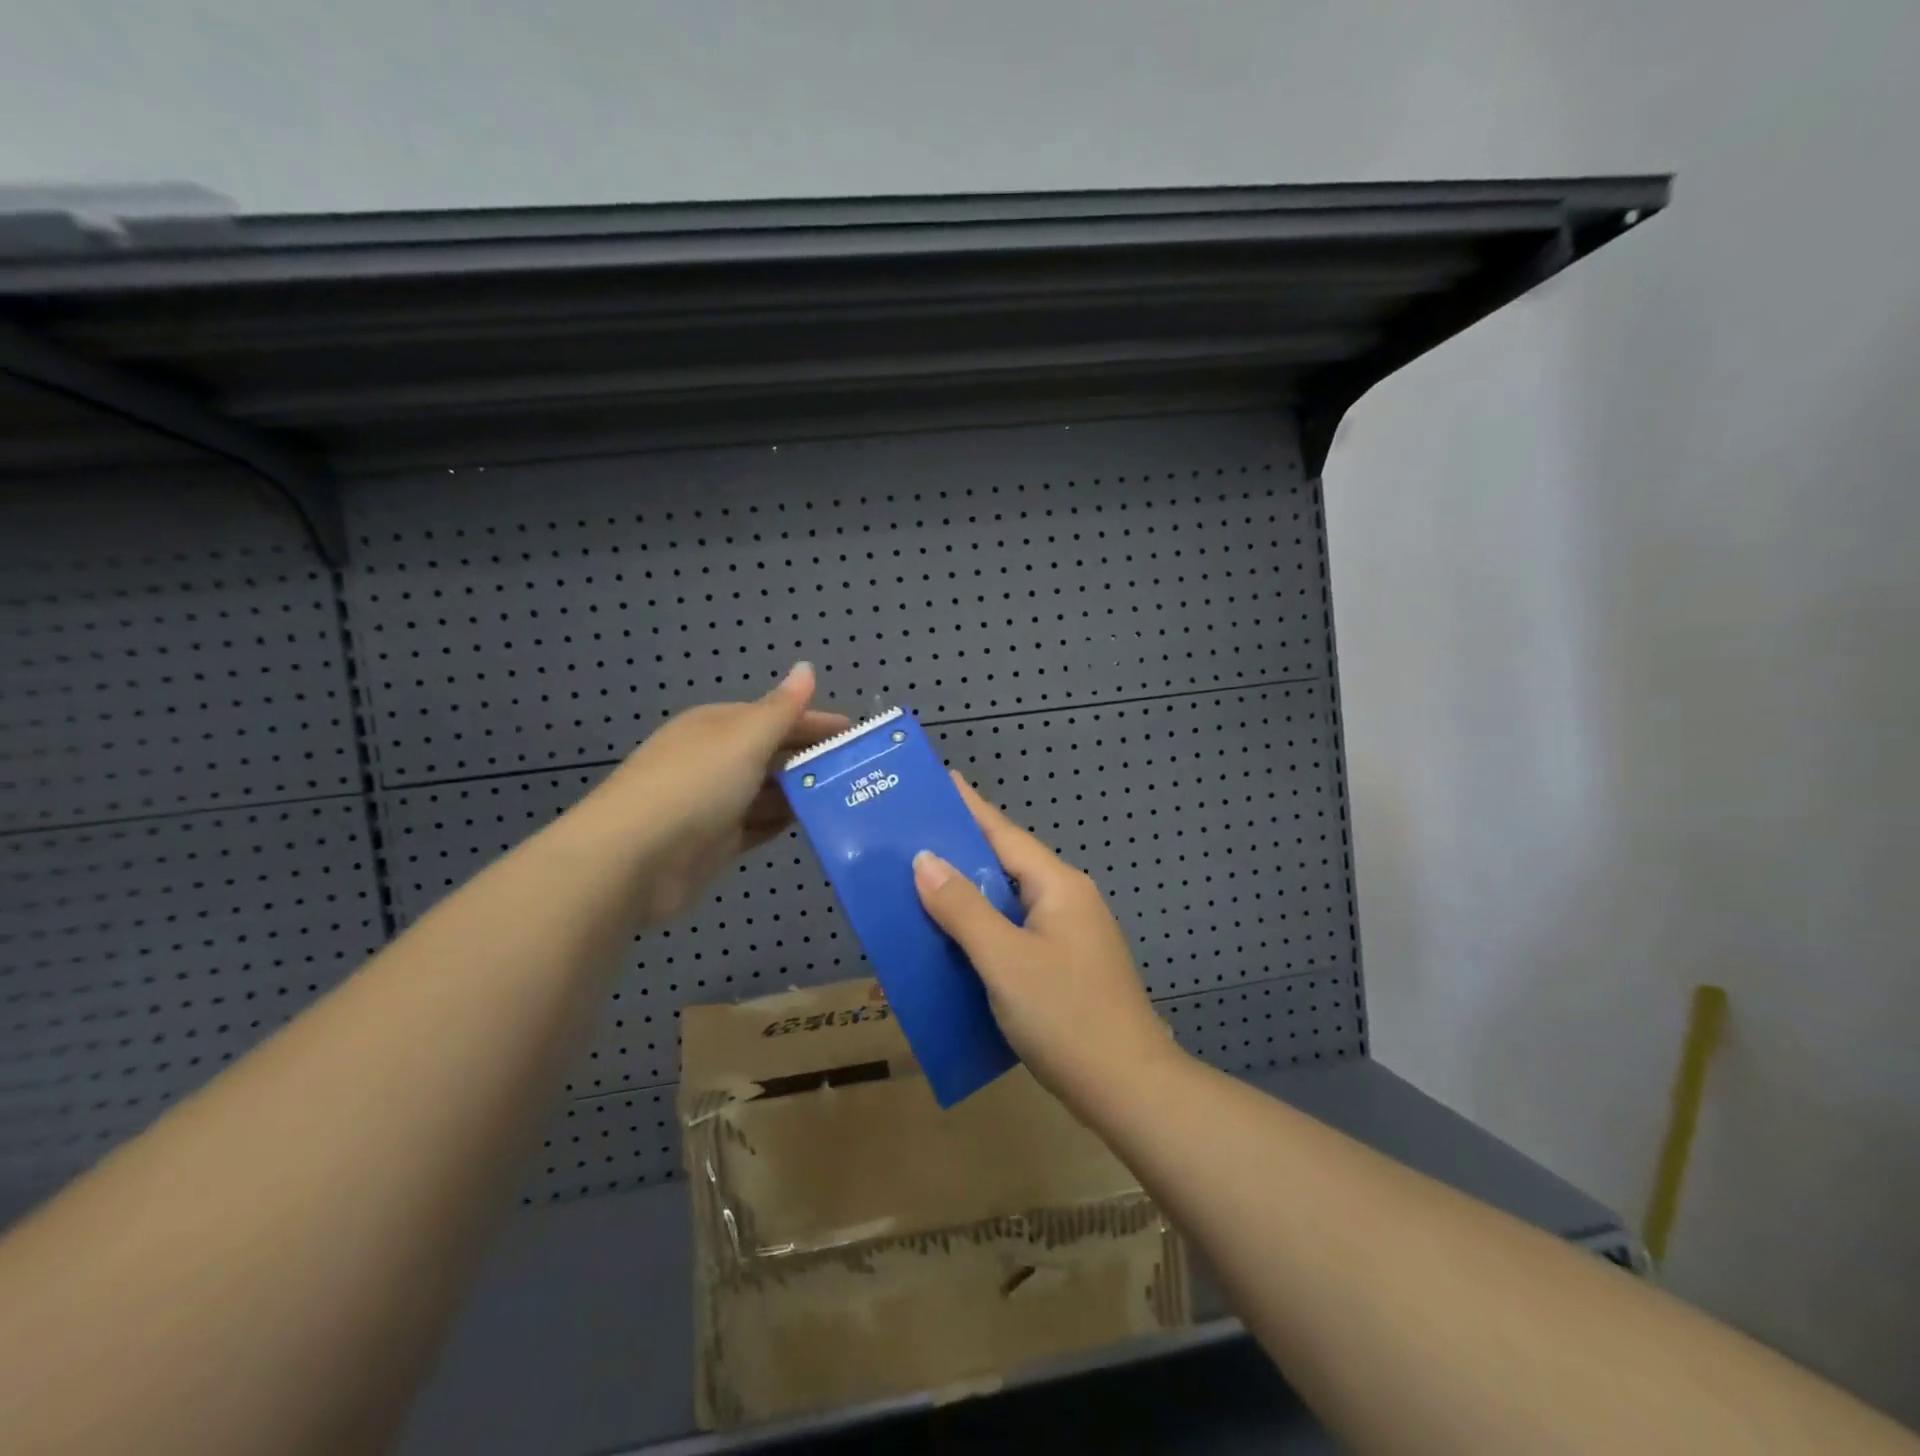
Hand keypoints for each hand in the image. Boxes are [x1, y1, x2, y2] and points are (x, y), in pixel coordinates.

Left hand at [583, 663, 846, 925]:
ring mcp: (714, 802)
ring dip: (801, 793)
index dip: (815, 722)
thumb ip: (782, 708)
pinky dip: (783, 822)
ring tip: (847, 798)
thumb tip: (806, 667)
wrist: (633, 858)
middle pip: (773, 754)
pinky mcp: (715, 842)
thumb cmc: (695, 785)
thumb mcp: (745, 738)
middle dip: (812, 759)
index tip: (855, 734)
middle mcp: (715, 759)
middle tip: (860, 770)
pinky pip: (758, 825)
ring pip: (768, 792)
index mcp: (718, 726)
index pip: (776, 716)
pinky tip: (813, 825)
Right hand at [911, 777, 1183, 1111]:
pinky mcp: (1065, 968)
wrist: (1129, 1088)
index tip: (939, 779)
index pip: (1003, 833)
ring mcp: (1070, 936)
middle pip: (1005, 865)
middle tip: (911, 840)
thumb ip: (963, 909)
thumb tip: (925, 859)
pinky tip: (954, 944)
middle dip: (960, 852)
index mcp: (1058, 886)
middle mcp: (1067, 901)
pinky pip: (1014, 935)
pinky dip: (982, 933)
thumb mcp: (1005, 959)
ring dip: (968, 897)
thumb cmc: (1066, 1015)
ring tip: (920, 888)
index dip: (968, 806)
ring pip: (1008, 904)